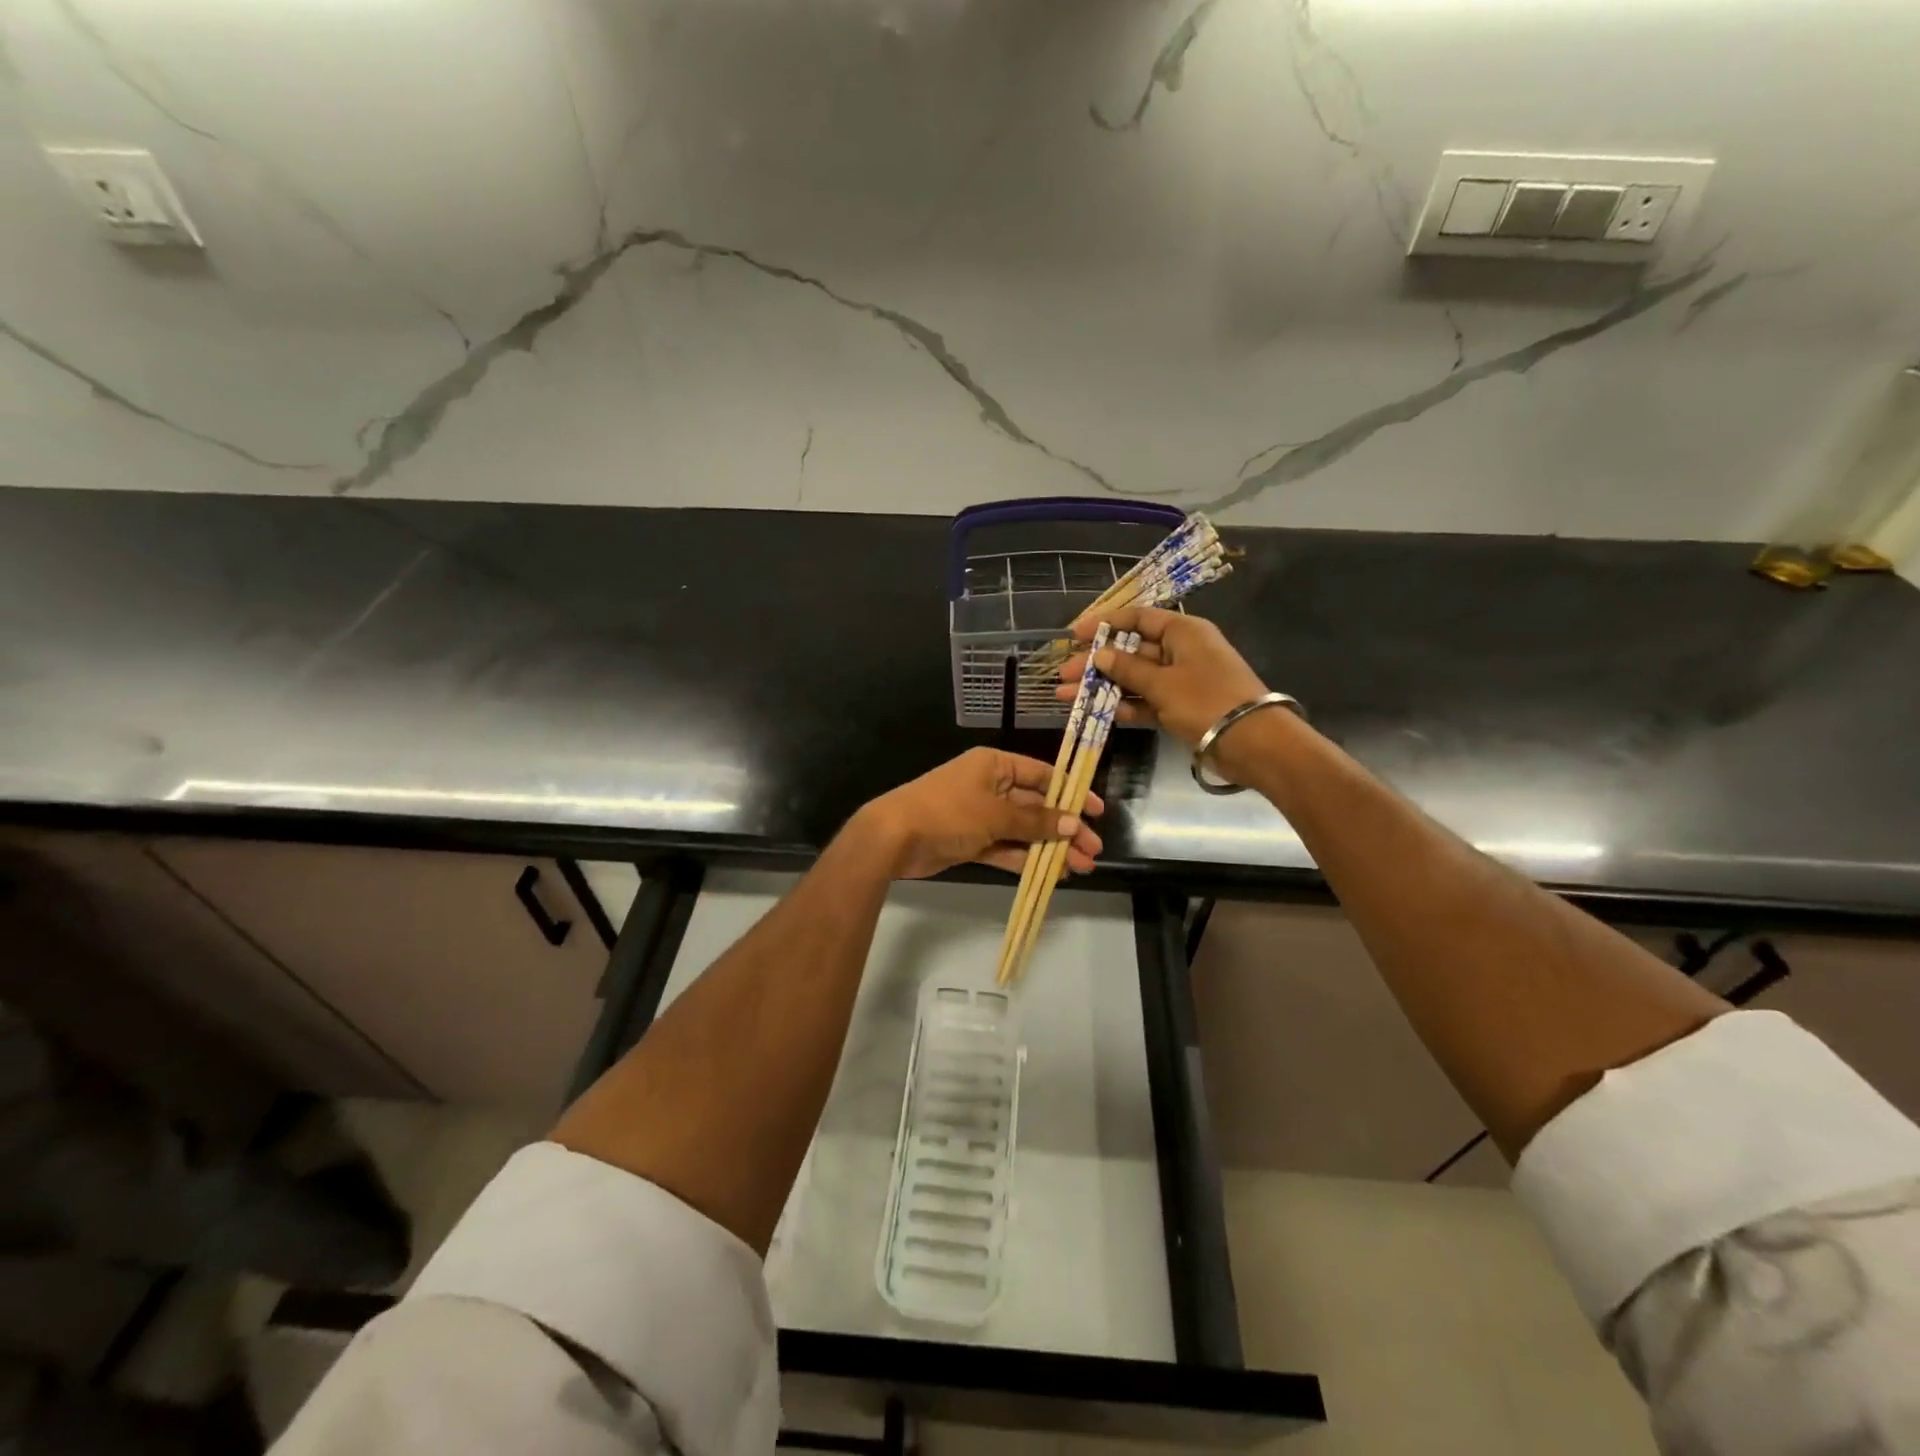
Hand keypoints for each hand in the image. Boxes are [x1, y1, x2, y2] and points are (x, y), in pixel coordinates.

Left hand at [852, 747, 1104, 880]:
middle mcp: (989, 786)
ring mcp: (979, 816)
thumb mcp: (995, 814)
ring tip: (1080, 868)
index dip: (1070, 793)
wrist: (893, 837)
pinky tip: (1050, 874)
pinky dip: (1025, 860)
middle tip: (1092, 851)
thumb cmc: (948, 812)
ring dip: (1049, 848)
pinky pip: (1005, 848)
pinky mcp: (971, 841)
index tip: (1095, 812)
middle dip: (1064, 828)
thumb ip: (1034, 821)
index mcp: (995, 765)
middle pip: (1035, 806)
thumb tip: (1071, 823)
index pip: (1041, 775)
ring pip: (1023, 831)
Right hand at [1056, 606, 1272, 776]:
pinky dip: (1124, 705)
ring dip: (1103, 686)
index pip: (1138, 618)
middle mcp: (1181, 651)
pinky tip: (1097, 712)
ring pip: (1135, 678)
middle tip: (1063, 673)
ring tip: (1066, 695)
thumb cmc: (1207, 700)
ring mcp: (1181, 681)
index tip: (1074, 635)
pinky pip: (1146, 701)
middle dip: (1096, 662)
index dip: (1104, 623)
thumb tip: (1100, 654)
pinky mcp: (1181, 707)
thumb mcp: (1163, 683)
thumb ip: (1127, 669)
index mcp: (1183, 631)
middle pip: (1131, 650)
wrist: (1252, 742)